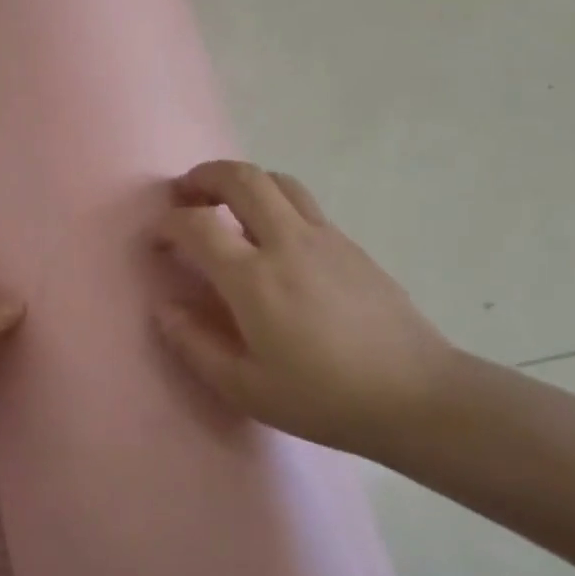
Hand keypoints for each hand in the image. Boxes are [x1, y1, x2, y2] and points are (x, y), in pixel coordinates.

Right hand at [151, 160, 458, 456]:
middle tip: (186, 194)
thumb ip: (194, 344)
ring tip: (227, 206)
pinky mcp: (350, 244)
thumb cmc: (323, 398)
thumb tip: (164, 308)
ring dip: (243, 181)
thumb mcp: (245, 387)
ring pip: (277, 181)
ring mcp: (324, 237)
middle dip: (204, 176)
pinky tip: (273, 238)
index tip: (157, 238)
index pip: (197, 225)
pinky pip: (303, 204)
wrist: (417, 396)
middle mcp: (287, 242)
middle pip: (241, 178)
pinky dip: (274, 202)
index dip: (168, 224)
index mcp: (254, 278)